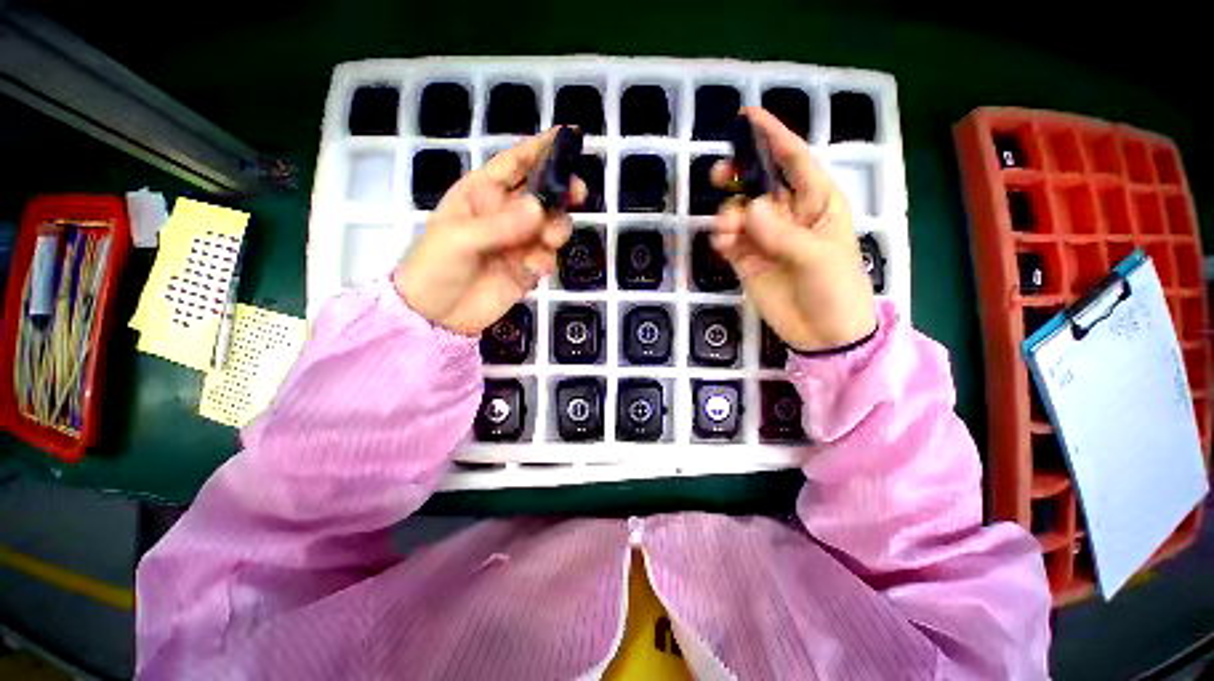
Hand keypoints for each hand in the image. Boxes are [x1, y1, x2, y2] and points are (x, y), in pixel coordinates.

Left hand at [394, 128, 583, 336]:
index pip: (513, 164)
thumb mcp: (459, 240)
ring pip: (550, 226)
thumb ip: (500, 225)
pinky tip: (532, 271)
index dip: (540, 149)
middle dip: (561, 192)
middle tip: (577, 194)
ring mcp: (517, 243)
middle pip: (541, 195)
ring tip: (547, 243)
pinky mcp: (526, 268)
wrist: (437, 316)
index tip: (568, 137)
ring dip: (555, 231)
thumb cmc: (435, 267)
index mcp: (481, 195)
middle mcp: (504, 215)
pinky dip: (545, 261)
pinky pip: (546, 257)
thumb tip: (540, 208)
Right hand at [711, 107, 876, 351]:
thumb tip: (748, 208)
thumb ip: (780, 232)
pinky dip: (723, 238)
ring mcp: (766, 239)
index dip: (772, 137)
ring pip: (739, 213)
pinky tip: (725, 245)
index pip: (794, 161)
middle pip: (759, 184)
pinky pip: (730, 241)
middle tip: (720, 176)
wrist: (824, 334)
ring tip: (729, 233)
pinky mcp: (748, 261)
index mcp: (817, 203)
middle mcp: (789, 216)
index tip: (747, 117)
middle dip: (739, 176)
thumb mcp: (816, 257)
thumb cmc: (835, 289)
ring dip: (728, 216)